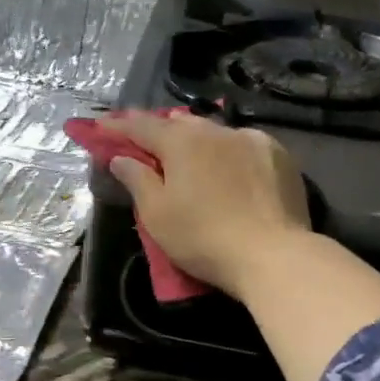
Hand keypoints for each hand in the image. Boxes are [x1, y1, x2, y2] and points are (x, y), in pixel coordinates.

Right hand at [102, 112, 311, 301]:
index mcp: (181, 142)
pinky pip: (243, 144)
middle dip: (158, 129)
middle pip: (179, 124)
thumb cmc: (203, 237)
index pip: (141, 126)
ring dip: (195, 139)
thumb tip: (121, 158)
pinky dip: (228, 151)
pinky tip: (228, 165)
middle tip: (143, 138)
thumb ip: (137, 180)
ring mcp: (252, 140)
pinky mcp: (279, 156)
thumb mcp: (156, 214)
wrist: (273, 255)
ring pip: (214, 132)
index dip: (117, 126)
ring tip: (187, 150)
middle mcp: (216, 131)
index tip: (100, 125)